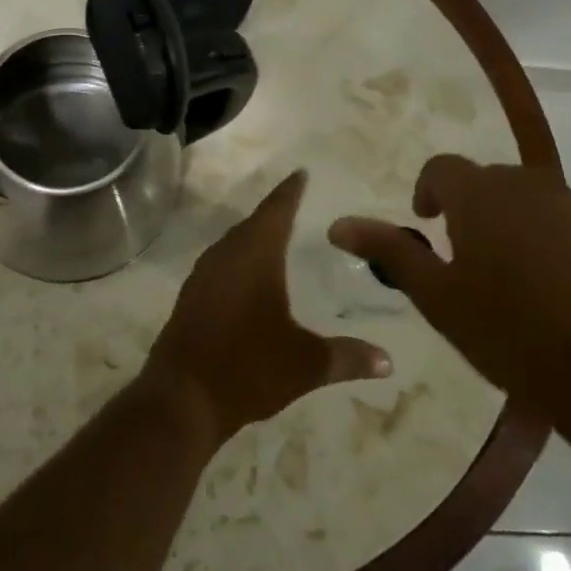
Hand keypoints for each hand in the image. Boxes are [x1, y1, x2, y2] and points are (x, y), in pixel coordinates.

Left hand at [145, 170, 391, 442]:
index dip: (290, 191)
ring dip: (254, 237)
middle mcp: (226, 255)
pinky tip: (248, 277)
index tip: (301, 173)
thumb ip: (347, 357)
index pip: (276, 211)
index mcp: (255, 255)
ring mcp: (203, 275)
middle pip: (253, 224)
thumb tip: (388, 360)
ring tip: (276, 237)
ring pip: (233, 244)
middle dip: (275, 213)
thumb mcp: (306, 364)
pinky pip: (220, 264)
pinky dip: (238, 260)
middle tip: (296, 204)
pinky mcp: (191, 296)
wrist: (182, 397)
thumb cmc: (248, 368)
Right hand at [328, 156, 570, 445]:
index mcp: (482, 193)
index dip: (427, 193)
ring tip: (510, 278)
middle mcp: (529, 184)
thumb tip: (338, 223)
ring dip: (509, 223)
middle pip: (485, 182)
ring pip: (527, 200)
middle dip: (468, 210)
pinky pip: (564, 220)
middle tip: (465, 261)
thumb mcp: (438, 296)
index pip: (441, 168)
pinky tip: (553, 289)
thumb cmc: (512, 334)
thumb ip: (390, 251)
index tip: (427, 226)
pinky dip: (548, 239)